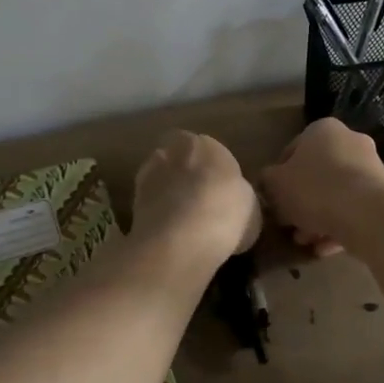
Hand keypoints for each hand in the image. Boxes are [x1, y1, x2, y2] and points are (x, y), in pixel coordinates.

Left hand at [131, 130, 261, 273]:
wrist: (181, 237)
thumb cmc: (226, 214)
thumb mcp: (251, 209)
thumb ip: (240, 199)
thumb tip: (234, 204)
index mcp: (209, 145)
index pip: (212, 153)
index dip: (216, 175)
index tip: (221, 195)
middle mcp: (175, 150)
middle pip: (181, 160)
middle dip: (187, 177)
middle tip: (199, 204)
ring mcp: (149, 173)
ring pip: (161, 180)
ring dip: (167, 193)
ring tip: (181, 222)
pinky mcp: (132, 199)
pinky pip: (149, 204)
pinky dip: (156, 214)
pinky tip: (168, 234)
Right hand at [261, 118, 383, 256]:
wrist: (367, 213)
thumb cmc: (314, 190)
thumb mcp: (275, 185)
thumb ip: (267, 181)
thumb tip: (268, 182)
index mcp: (322, 130)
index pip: (291, 152)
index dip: (278, 179)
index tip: (273, 202)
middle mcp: (349, 142)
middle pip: (316, 175)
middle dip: (300, 203)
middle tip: (289, 225)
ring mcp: (371, 169)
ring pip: (335, 195)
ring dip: (317, 218)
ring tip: (305, 242)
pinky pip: (353, 210)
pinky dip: (338, 227)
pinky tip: (324, 248)